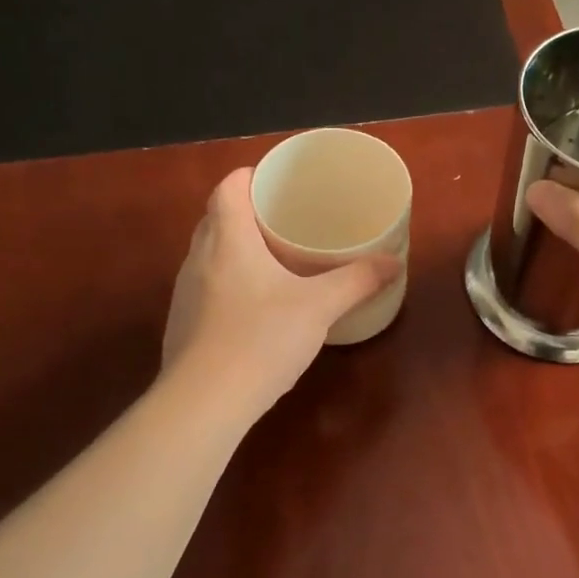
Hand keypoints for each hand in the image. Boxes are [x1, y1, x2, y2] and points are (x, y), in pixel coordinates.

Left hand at [162, 168, 399, 414]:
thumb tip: (394, 263)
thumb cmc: (262, 339)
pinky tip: (254, 307)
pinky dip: (228, 283)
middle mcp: (198, 259)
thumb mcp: (319, 307)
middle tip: (283, 219)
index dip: (248, 176)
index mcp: (228, 241)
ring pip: (209, 255)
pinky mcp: (183, 324)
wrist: (205, 401)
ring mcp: (186, 293)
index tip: (274, 181)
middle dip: (245, 212)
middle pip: (216, 218)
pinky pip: (206, 287)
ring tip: (272, 258)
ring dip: (235, 249)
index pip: (227, 188)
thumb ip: (357, 281)